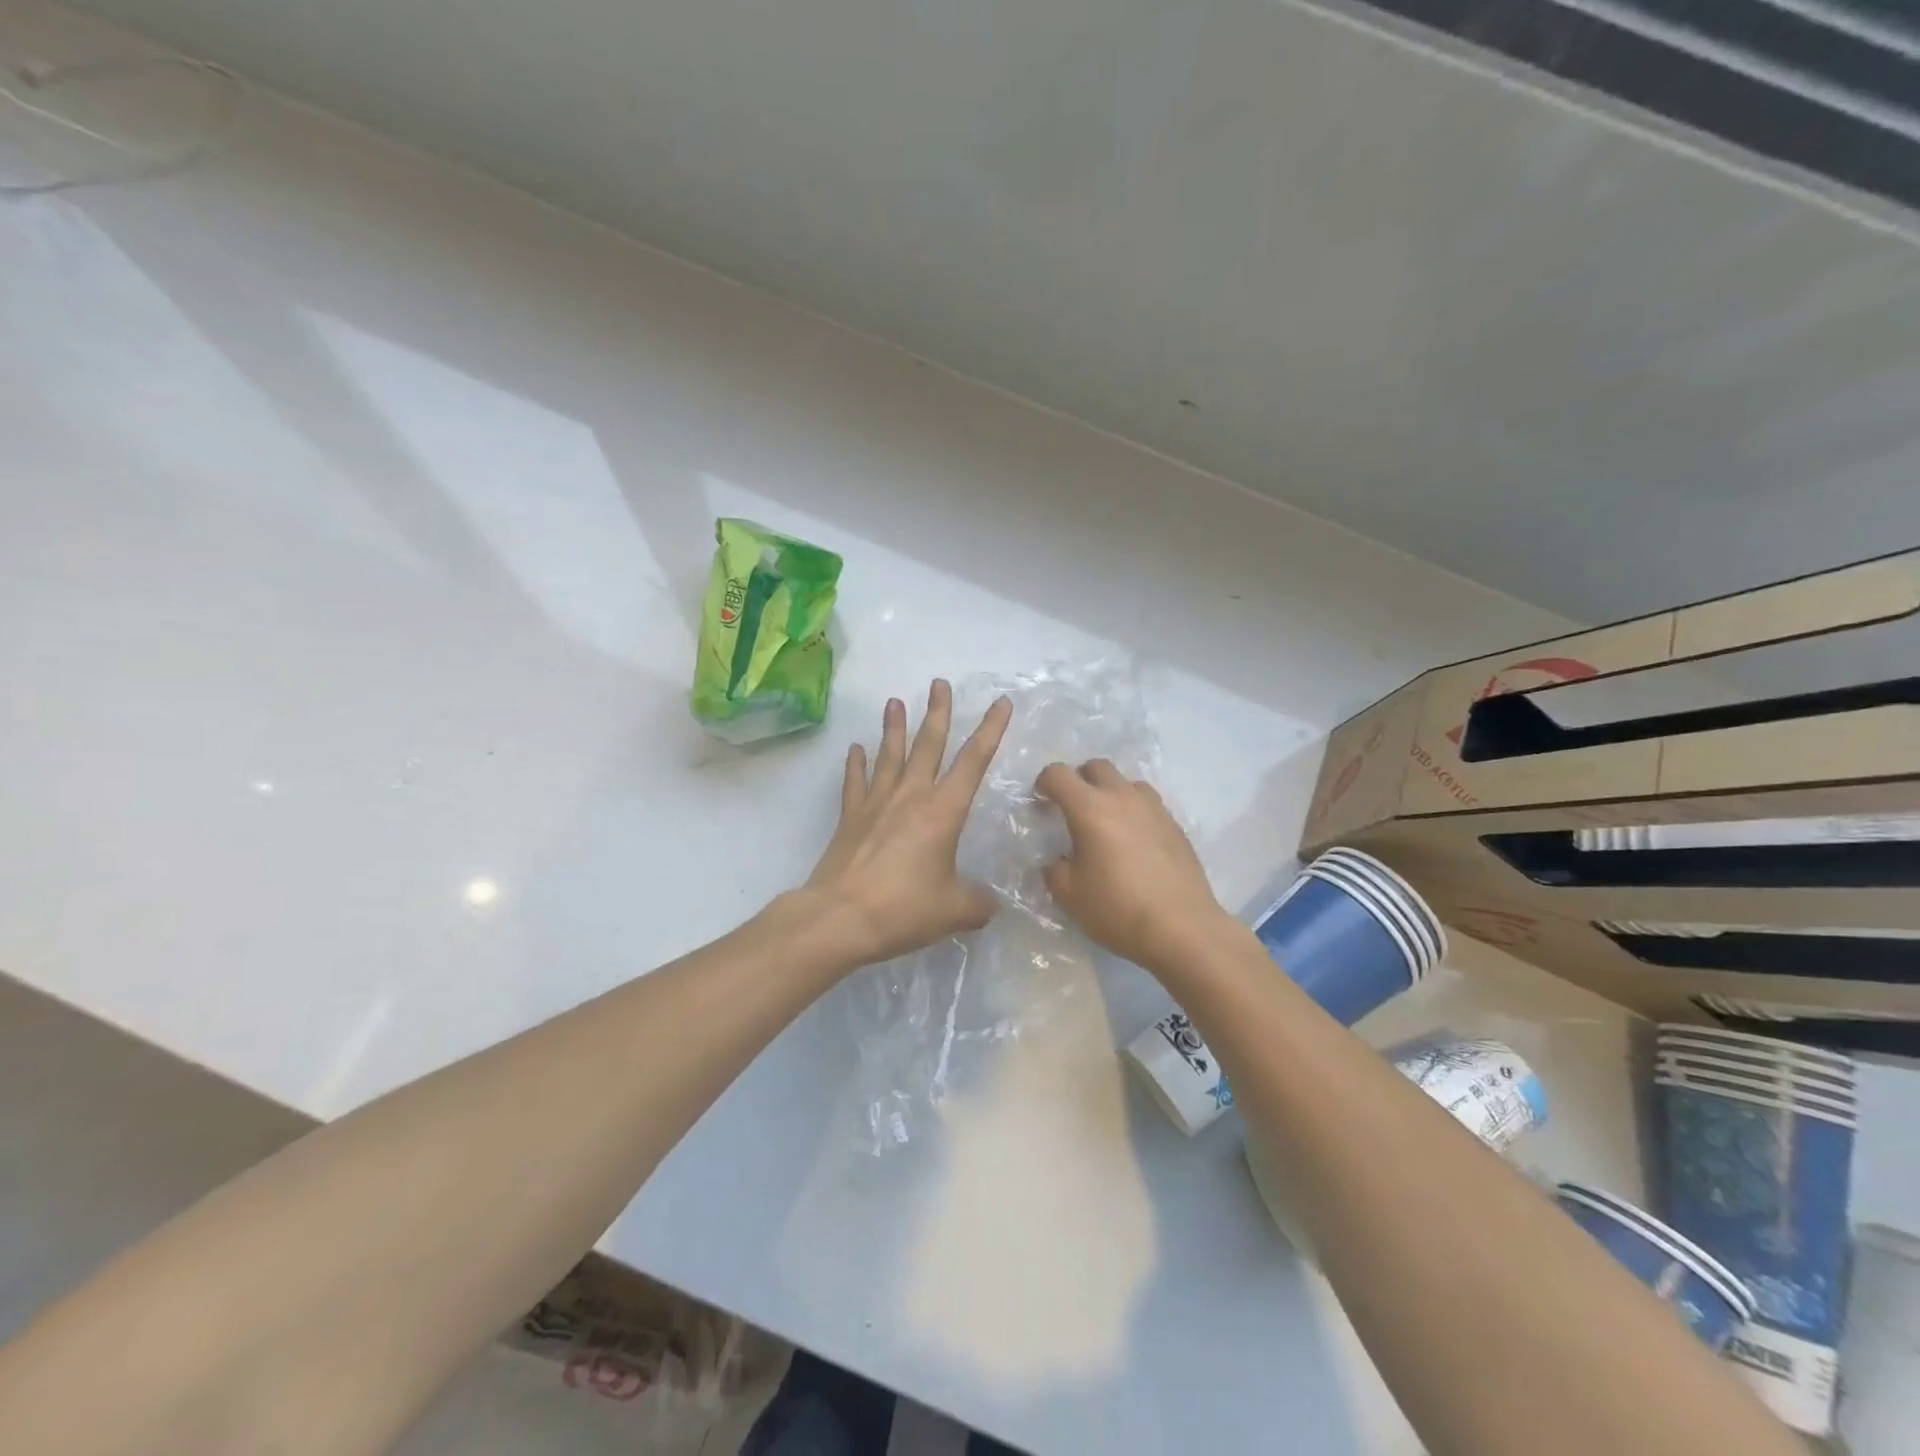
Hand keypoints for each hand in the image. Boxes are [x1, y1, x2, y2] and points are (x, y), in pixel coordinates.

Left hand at [803, 680, 1013, 965]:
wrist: (840, 916)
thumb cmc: (904, 907)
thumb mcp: (953, 910)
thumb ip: (977, 904)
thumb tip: (989, 906)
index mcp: (944, 810)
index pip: (974, 761)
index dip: (990, 730)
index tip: (1001, 703)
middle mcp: (911, 796)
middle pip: (928, 744)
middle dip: (938, 712)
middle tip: (939, 682)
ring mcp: (876, 803)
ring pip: (890, 755)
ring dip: (894, 727)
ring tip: (895, 701)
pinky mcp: (850, 817)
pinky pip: (855, 782)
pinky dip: (855, 764)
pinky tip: (855, 749)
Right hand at [1036, 759, 1230, 974]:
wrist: (1182, 928)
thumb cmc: (1118, 909)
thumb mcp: (1070, 896)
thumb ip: (1055, 871)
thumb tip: (1057, 861)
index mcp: (1090, 809)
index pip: (1059, 774)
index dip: (1044, 783)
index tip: (1040, 802)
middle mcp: (1123, 798)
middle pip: (1096, 767)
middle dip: (1079, 780)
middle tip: (1072, 809)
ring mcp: (1154, 809)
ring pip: (1127, 783)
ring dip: (1111, 793)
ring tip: (1106, 824)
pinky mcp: (1176, 826)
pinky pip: (1148, 805)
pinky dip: (1134, 813)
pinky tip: (1133, 844)